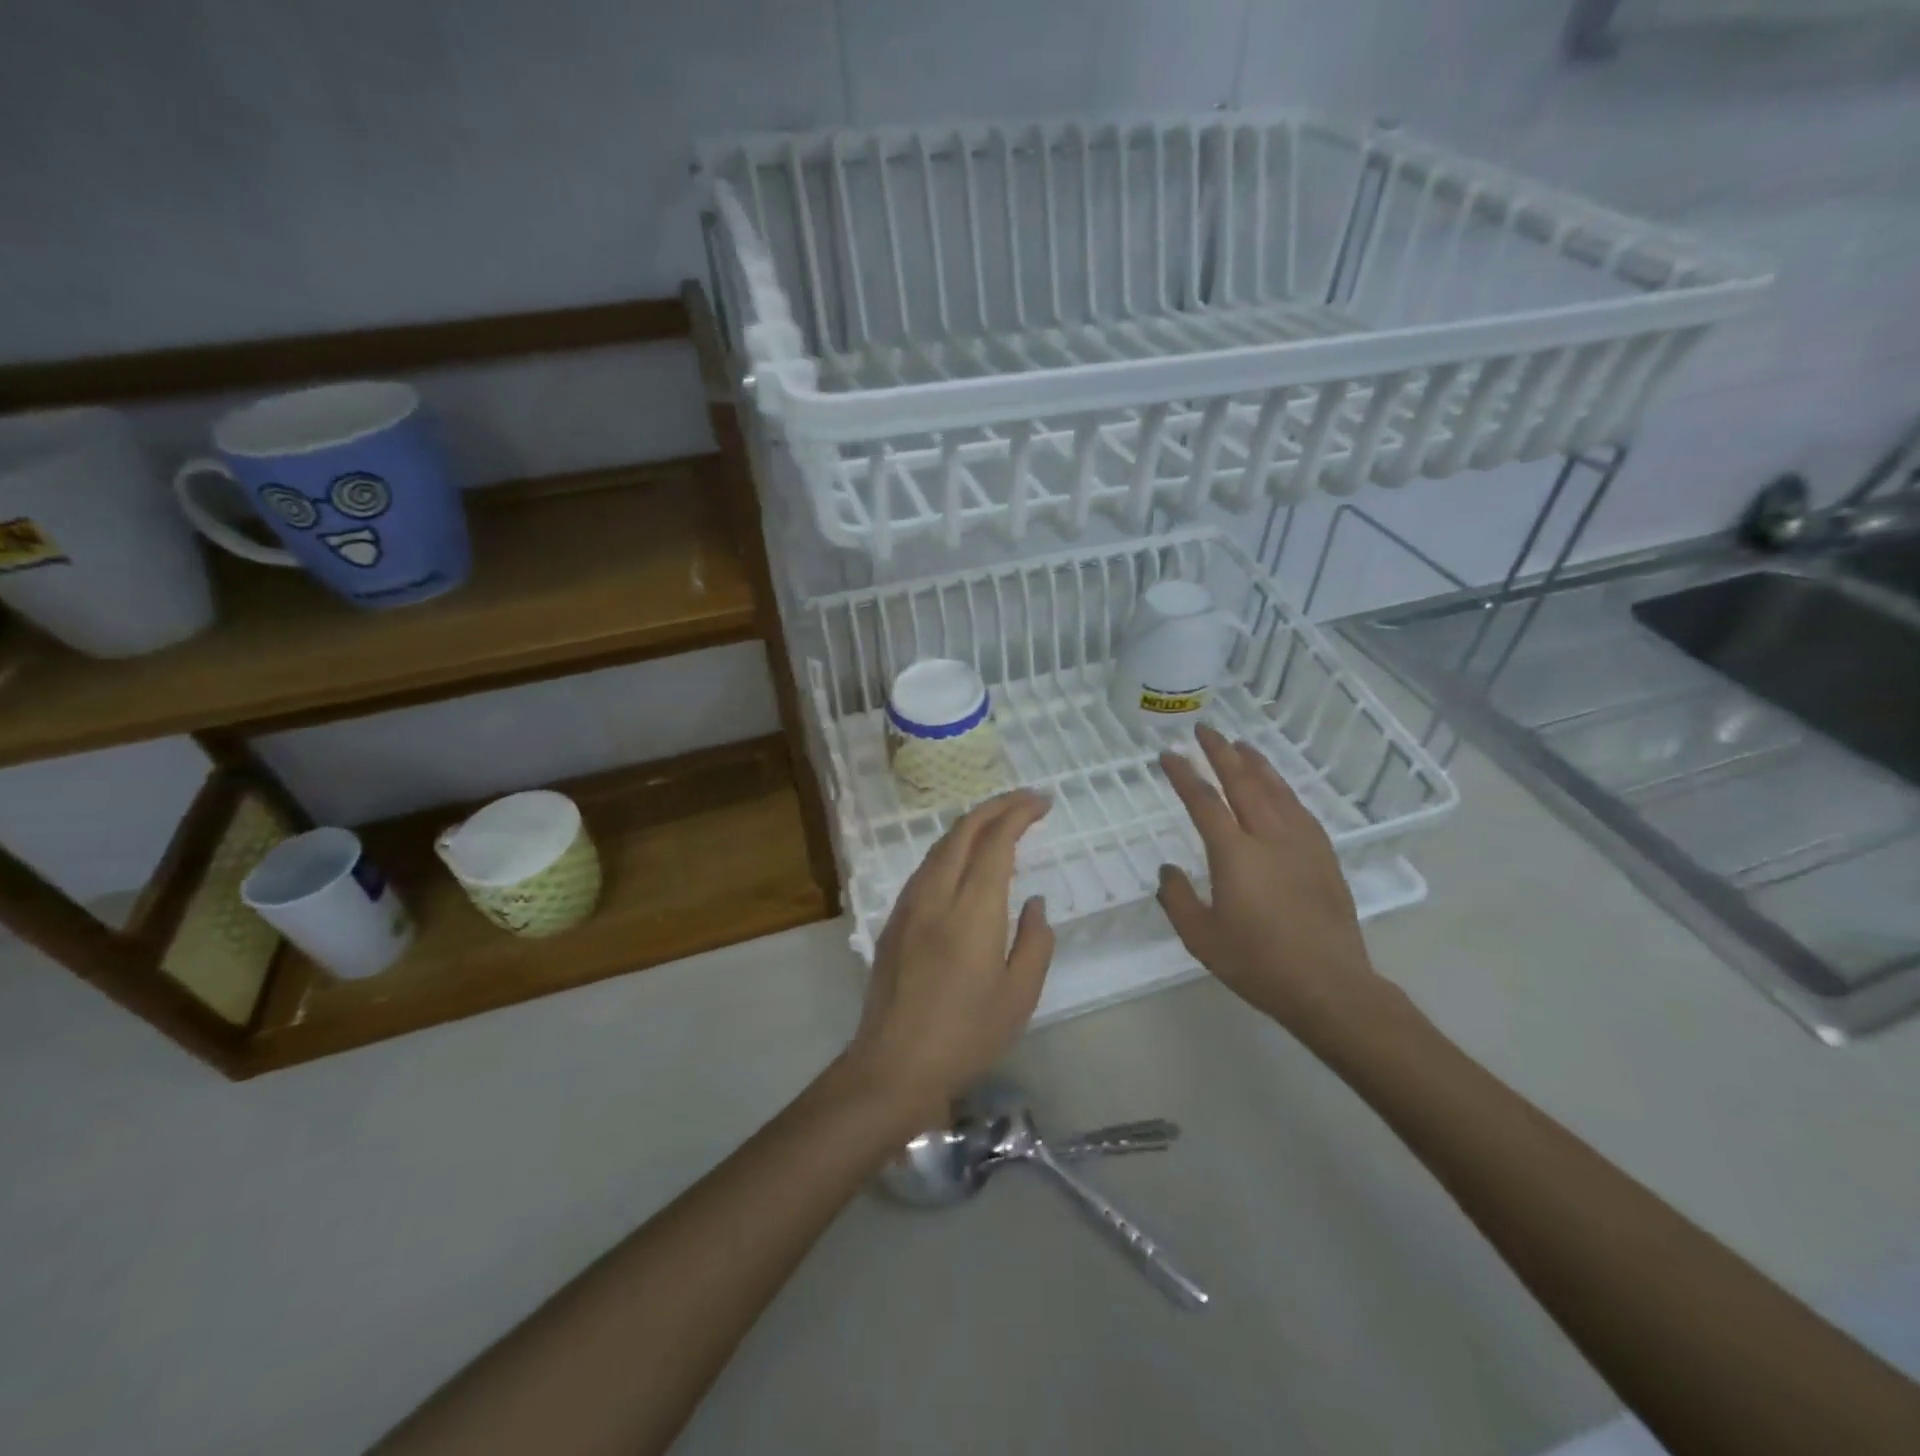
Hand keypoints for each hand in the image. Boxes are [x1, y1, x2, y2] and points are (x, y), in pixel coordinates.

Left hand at [846, 790, 1054, 1120]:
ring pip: (940, 846)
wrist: (894, 1066)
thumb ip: (1034, 941)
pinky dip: (951, 849)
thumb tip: (1033, 902)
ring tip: (999, 824)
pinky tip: (964, 863)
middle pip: (963, 830)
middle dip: (996, 807)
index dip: (1019, 813)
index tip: (1043, 803)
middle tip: (1026, 802)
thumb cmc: (966, 1036)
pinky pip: (926, 868)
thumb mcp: (1019, 996)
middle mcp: (936, 895)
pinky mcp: (894, 920)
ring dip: (971, 825)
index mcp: (972, 910)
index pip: (995, 841)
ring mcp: (908, 905)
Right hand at [1156, 725, 1384, 1038]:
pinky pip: (1300, 808)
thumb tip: (1168, 869)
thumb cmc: (1258, 963)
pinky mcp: (1323, 856)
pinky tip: (1278, 786)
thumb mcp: (1201, 937)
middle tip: (1204, 730)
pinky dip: (1283, 788)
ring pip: (1276, 789)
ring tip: (1240, 744)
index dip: (1183, 775)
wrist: (1329, 985)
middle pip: (1243, 782)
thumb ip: (1177, 899)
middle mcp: (1269, 836)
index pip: (1204, 801)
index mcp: (1235, 853)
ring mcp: (1301, 843)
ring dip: (1255, 763)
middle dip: (1221, 753)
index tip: (1168, 754)